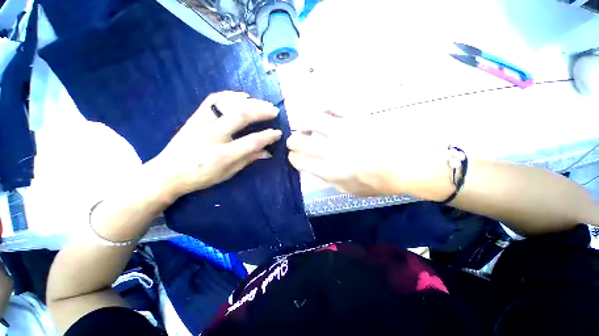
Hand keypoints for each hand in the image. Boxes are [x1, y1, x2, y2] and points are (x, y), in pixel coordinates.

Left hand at [151, 91, 281, 198]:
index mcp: (223, 155)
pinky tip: (241, 96)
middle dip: (261, 111)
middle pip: (241, 116)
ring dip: (248, 101)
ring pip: (228, 104)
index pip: (252, 141)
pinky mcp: (195, 116)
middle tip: (274, 110)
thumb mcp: (228, 173)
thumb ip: (248, 160)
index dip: (268, 136)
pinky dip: (230, 95)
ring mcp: (202, 123)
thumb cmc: (200, 176)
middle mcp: (213, 135)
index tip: (278, 133)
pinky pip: (214, 99)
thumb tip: (267, 152)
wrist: (167, 172)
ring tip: (262, 102)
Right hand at [286, 110, 453, 200]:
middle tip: (295, 140)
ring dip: (304, 123)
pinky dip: (324, 107)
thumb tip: (314, 167)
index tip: (294, 156)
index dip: (293, 158)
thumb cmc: (377, 183)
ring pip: (310, 120)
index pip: (299, 161)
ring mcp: (343, 131)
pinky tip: (324, 112)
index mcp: (329, 171)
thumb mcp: (348, 190)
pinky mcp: (356, 117)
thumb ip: (328, 179)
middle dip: (292, 141)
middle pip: (299, 141)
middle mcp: (331, 150)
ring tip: (307, 125)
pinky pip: (333, 105)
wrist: (407, 167)